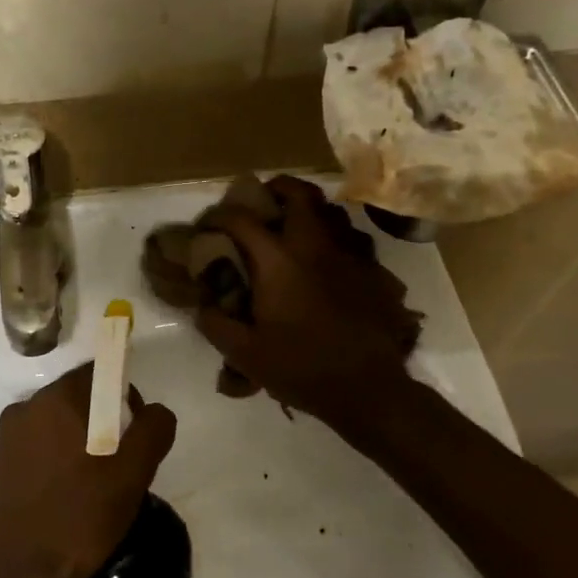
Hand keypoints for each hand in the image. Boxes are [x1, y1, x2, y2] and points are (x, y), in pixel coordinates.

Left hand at [0, 364, 176, 577]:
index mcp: (56, 398)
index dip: (125, 396)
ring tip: (98, 485)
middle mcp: (26, 406)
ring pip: (61, 423)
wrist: (22, 576)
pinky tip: (73, 494)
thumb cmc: (80, 516)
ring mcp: (9, 436)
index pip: (99, 374)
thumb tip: (155, 411)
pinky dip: (62, 457)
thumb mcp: (133, 472)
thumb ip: (154, 428)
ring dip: (84, 441)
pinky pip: (42, 444)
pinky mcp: (1, 463)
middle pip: (80, 397)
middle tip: (122, 464)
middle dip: (106, 422)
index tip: (135, 434)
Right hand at [195, 176, 416, 425]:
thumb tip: (203, 305)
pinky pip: (354, 240)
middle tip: (262, 203)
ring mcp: (350, 255)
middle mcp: (315, 246)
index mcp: (278, 261)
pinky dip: (336, 240)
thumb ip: (216, 324)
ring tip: (295, 230)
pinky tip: (328, 262)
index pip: (242, 219)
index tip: (208, 225)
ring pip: (332, 211)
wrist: (369, 389)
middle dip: (276, 189)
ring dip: (310, 212)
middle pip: (299, 193)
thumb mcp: (245, 354)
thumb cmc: (302, 368)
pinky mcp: (373, 272)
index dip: (219, 215)